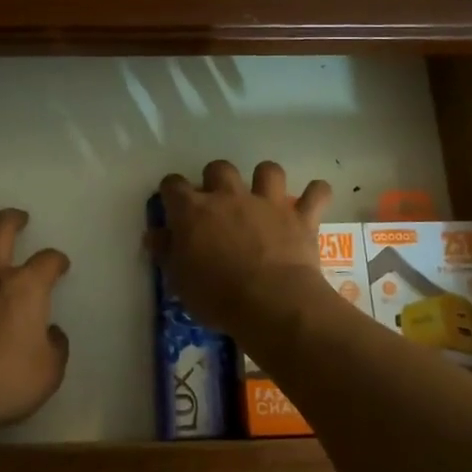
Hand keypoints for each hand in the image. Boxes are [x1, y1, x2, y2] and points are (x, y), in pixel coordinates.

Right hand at [151, 161, 331, 336]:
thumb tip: (155, 234)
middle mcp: (229, 196)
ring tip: (265, 196)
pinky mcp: (300, 217)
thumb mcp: (179, 280)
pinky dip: (316, 194)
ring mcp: (267, 203)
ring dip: (265, 179)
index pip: (173, 185)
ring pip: (268, 170)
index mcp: (194, 211)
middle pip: (219, 168)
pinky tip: (313, 200)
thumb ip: (166, 252)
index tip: (173, 205)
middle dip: (217, 180)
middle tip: (219, 203)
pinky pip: (316, 193)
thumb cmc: (216, 296)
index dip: (171, 192)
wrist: (271, 303)